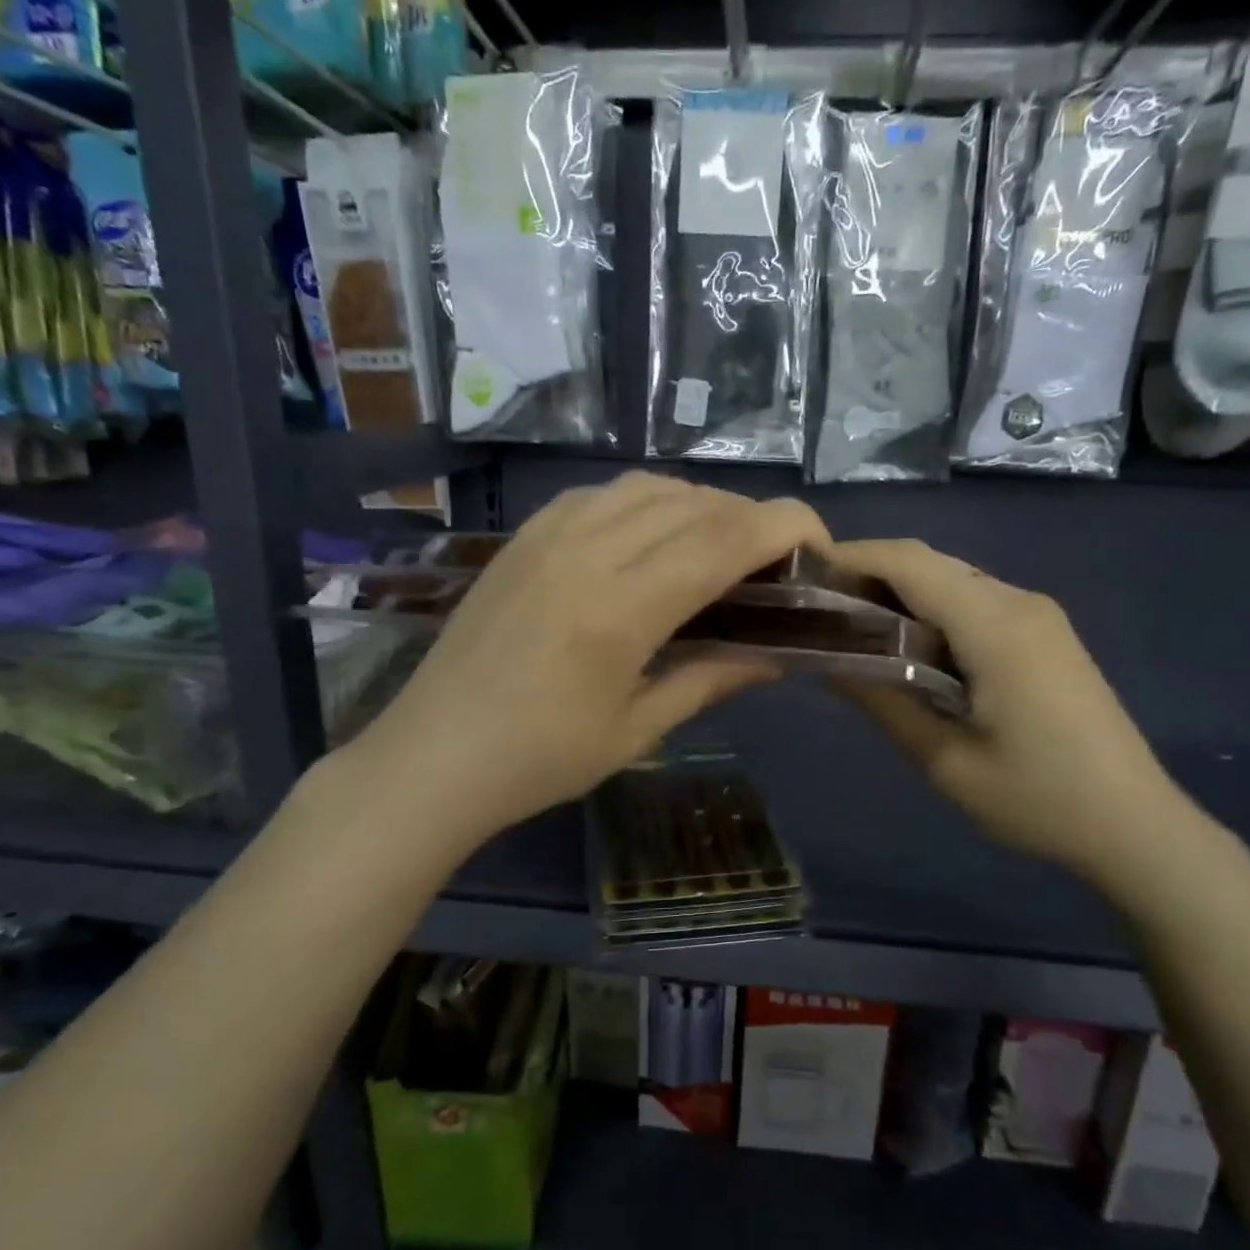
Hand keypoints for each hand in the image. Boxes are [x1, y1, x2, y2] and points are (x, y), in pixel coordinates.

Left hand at [351, 473, 828, 848]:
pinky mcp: (522, 538)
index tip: (817, 543)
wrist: (432, 756)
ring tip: (716, 546)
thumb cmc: (538, 762)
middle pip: (693, 504)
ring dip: (698, 505)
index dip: (784, 526)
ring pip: (647, 488)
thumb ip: (710, 679)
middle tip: (772, 560)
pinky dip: (643, 502)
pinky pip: (598, 495)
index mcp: (621, 611)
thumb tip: (777, 655)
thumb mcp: (636, 731)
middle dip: (750, 519)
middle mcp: (586, 554)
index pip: (723, 539)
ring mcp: (547, 538)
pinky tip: (648, 536)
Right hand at [829, 539, 1209, 889]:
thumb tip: (827, 662)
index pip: (910, 563)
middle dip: (869, 574)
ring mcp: (1038, 615)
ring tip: (850, 628)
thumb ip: (883, 702)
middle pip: (930, 563)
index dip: (852, 558)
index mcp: (996, 626)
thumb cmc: (1037, 800)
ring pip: (951, 579)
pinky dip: (930, 611)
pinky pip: (974, 601)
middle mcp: (1019, 602)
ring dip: (899, 593)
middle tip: (817, 610)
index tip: (803, 576)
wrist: (1135, 824)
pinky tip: (906, 646)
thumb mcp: (945, 761)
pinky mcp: (1045, 633)